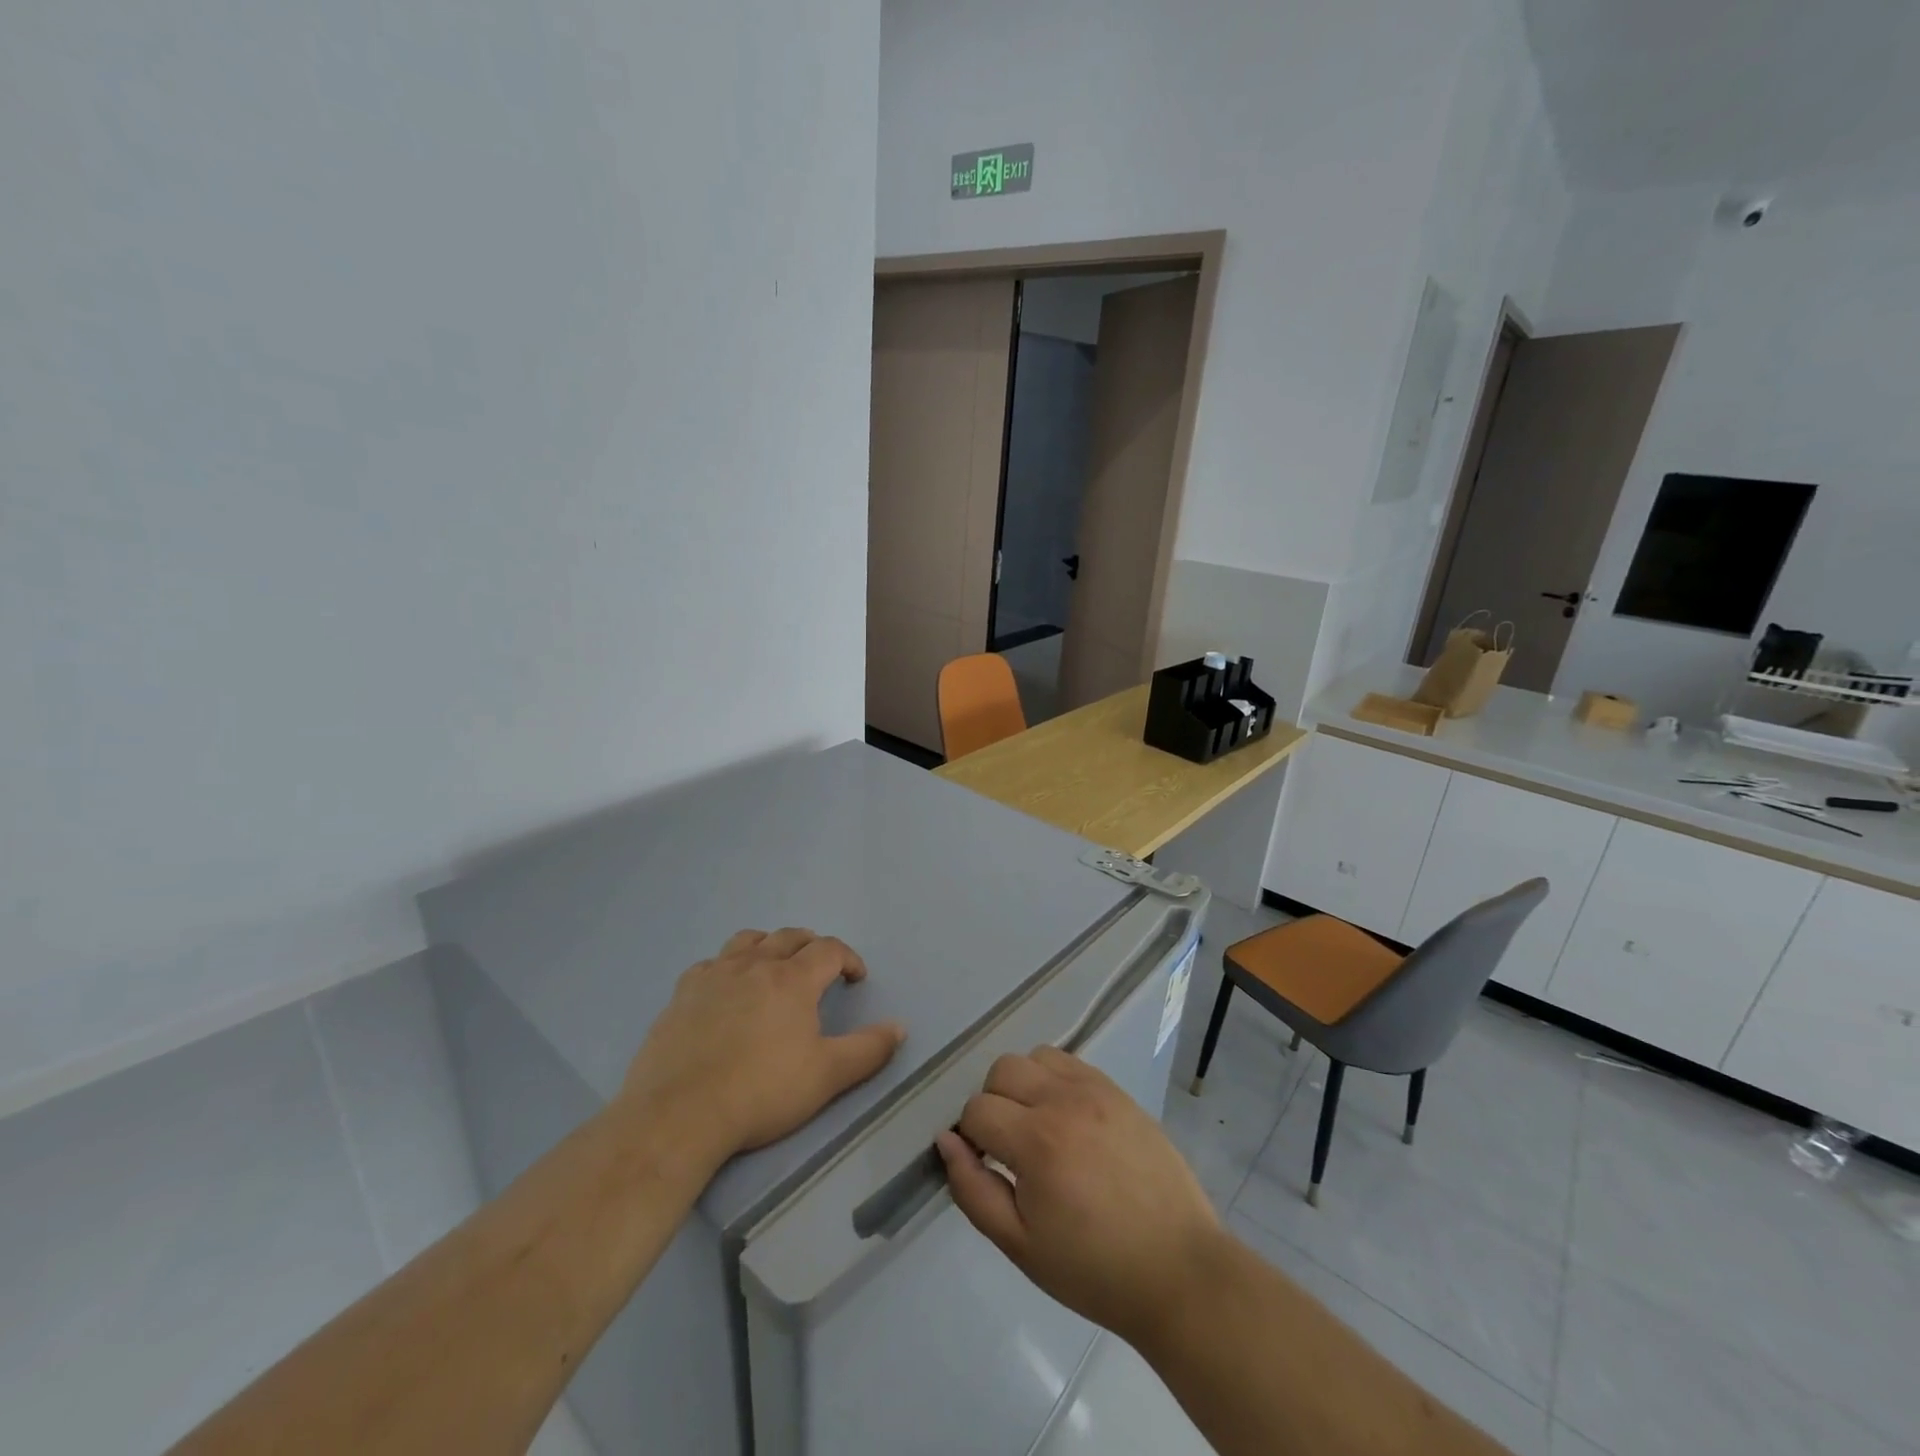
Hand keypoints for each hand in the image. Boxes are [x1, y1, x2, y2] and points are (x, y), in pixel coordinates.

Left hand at [621, 928, 905, 1165]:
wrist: (680, 1114)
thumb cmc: (761, 1093)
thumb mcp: (827, 1076)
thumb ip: (868, 1049)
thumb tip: (899, 1027)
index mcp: (792, 979)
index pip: (829, 949)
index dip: (848, 958)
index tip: (855, 978)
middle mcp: (755, 965)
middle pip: (789, 936)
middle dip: (811, 945)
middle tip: (820, 967)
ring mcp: (714, 975)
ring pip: (748, 941)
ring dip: (769, 945)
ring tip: (774, 965)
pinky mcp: (682, 993)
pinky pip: (710, 963)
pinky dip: (727, 967)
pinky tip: (725, 989)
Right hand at [935, 1048, 1222, 1351]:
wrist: (1177, 1269)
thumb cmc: (1094, 1269)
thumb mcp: (1020, 1245)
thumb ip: (972, 1190)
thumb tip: (946, 1141)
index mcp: (1036, 1141)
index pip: (976, 1110)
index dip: (971, 1139)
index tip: (988, 1168)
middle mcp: (1063, 1100)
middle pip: (1002, 1070)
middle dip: (993, 1104)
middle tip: (1010, 1149)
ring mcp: (1095, 1090)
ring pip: (1035, 1057)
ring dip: (1024, 1085)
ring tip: (1039, 1128)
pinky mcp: (1118, 1091)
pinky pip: (1070, 1062)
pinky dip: (1055, 1079)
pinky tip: (1067, 1119)